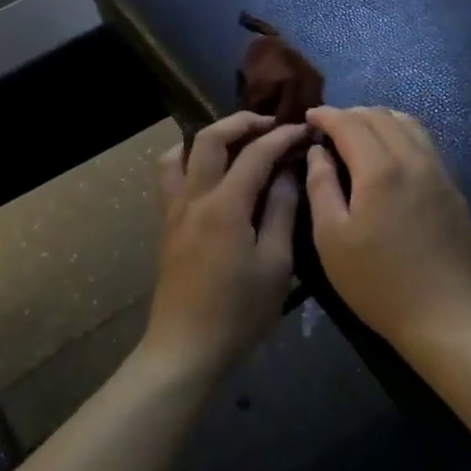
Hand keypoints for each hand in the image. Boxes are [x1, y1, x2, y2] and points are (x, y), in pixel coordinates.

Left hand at [146, 113, 308, 383]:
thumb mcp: (276, 264)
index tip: (304, 130)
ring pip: (180, 152)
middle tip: (270, 124)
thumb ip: (282, 211)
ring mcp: (174, 210)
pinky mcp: (167, 225)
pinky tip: (207, 171)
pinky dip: (186, 158)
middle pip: (210, 138)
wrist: (185, 348)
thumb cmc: (238, 311)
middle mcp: (194, 197)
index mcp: (225, 204)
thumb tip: (288, 172)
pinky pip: (169, 176)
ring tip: (235, 141)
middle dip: (242, 122)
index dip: (282, 137)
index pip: (256, 153)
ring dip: (209, 136)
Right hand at [304, 106, 470, 358]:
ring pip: (408, 123)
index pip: (350, 123)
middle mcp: (413, 159)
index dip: (326, 115)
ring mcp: (439, 171)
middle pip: (380, 116)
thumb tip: (318, 151)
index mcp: (380, 169)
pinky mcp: (453, 188)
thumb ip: (320, 186)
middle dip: (351, 114)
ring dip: (379, 119)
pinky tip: (391, 153)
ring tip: (359, 134)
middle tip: (329, 129)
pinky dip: (402, 134)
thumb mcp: (331, 239)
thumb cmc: (377, 282)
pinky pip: (426, 143)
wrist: (444, 315)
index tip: (308, 116)